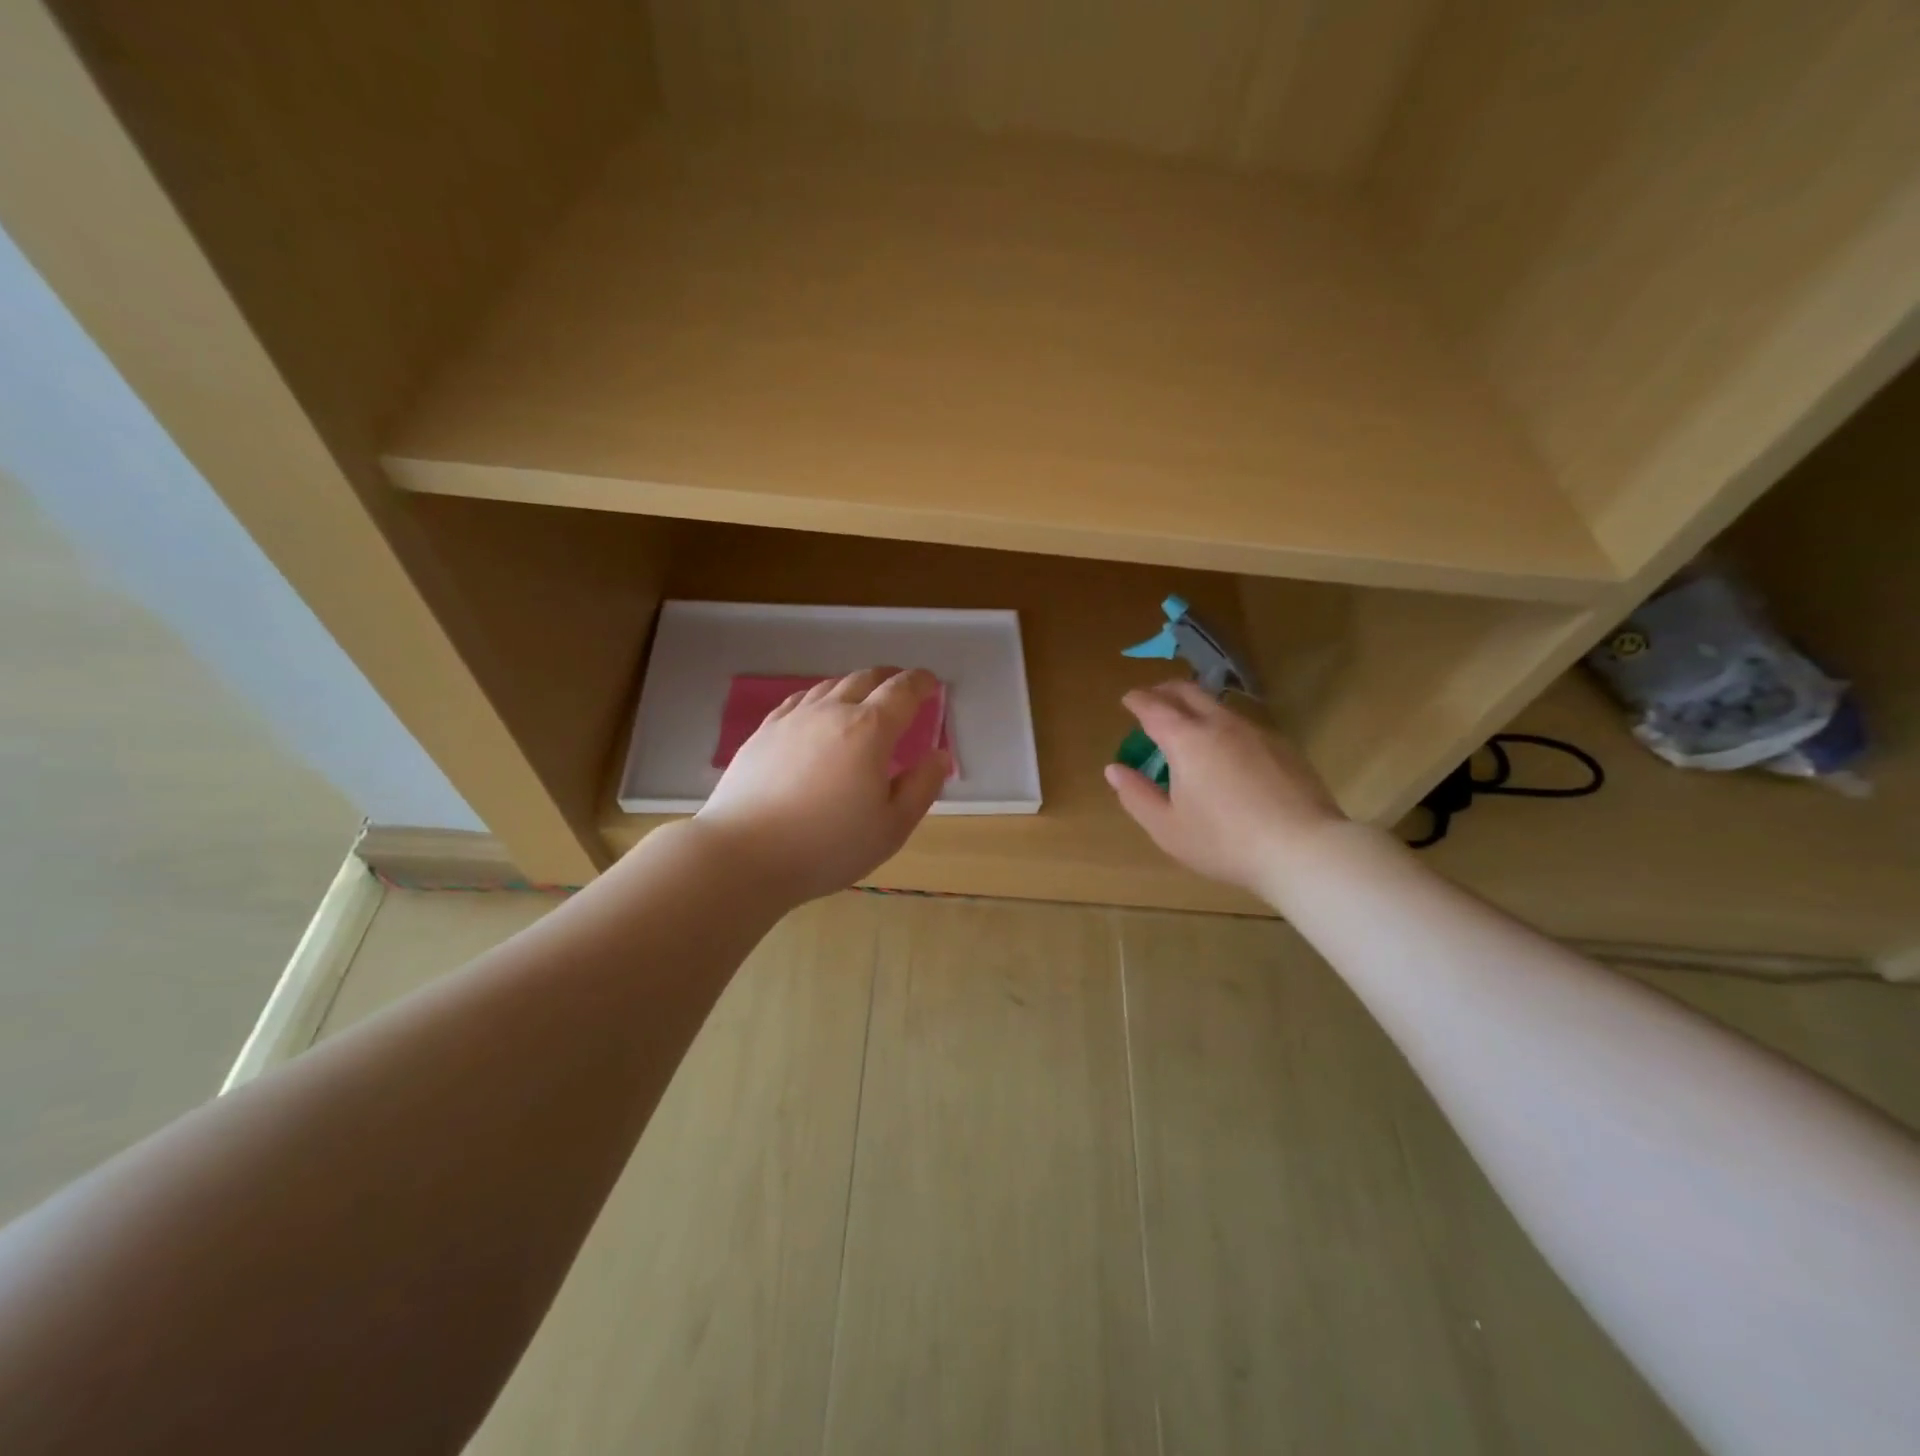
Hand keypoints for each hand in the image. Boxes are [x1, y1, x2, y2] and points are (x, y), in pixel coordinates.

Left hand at [693, 667, 949, 903]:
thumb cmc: (827, 846)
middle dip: (888, 678)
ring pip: (829, 686)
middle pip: (864, 679)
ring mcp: (793, 719)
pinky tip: (817, 713)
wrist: (744, 854)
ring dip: (854, 686)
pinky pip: (799, 701)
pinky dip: (819, 698)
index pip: (901, 691)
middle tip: (901, 687)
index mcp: (869, 730)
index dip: (920, 682)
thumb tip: (939, 755)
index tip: (930, 682)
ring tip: (862, 698)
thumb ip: (921, 787)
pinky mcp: (763, 733)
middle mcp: (831, 712)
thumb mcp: (891, 827)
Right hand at [1103, 680, 1346, 896]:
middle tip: (1153, 698)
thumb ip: (1136, 795)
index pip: (1154, 707)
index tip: (1128, 699)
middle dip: (1165, 690)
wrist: (1302, 849)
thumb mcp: (1167, 828)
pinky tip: (1226, 751)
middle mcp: (1220, 724)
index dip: (1137, 700)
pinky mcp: (1282, 746)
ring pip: (1219, 705)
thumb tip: (1115, 770)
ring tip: (1187, 724)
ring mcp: (1256, 732)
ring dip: (1196, 706)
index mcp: (1186, 740)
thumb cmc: (1224, 841)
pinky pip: (1243, 724)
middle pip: (1188, 691)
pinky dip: (1223, 725)